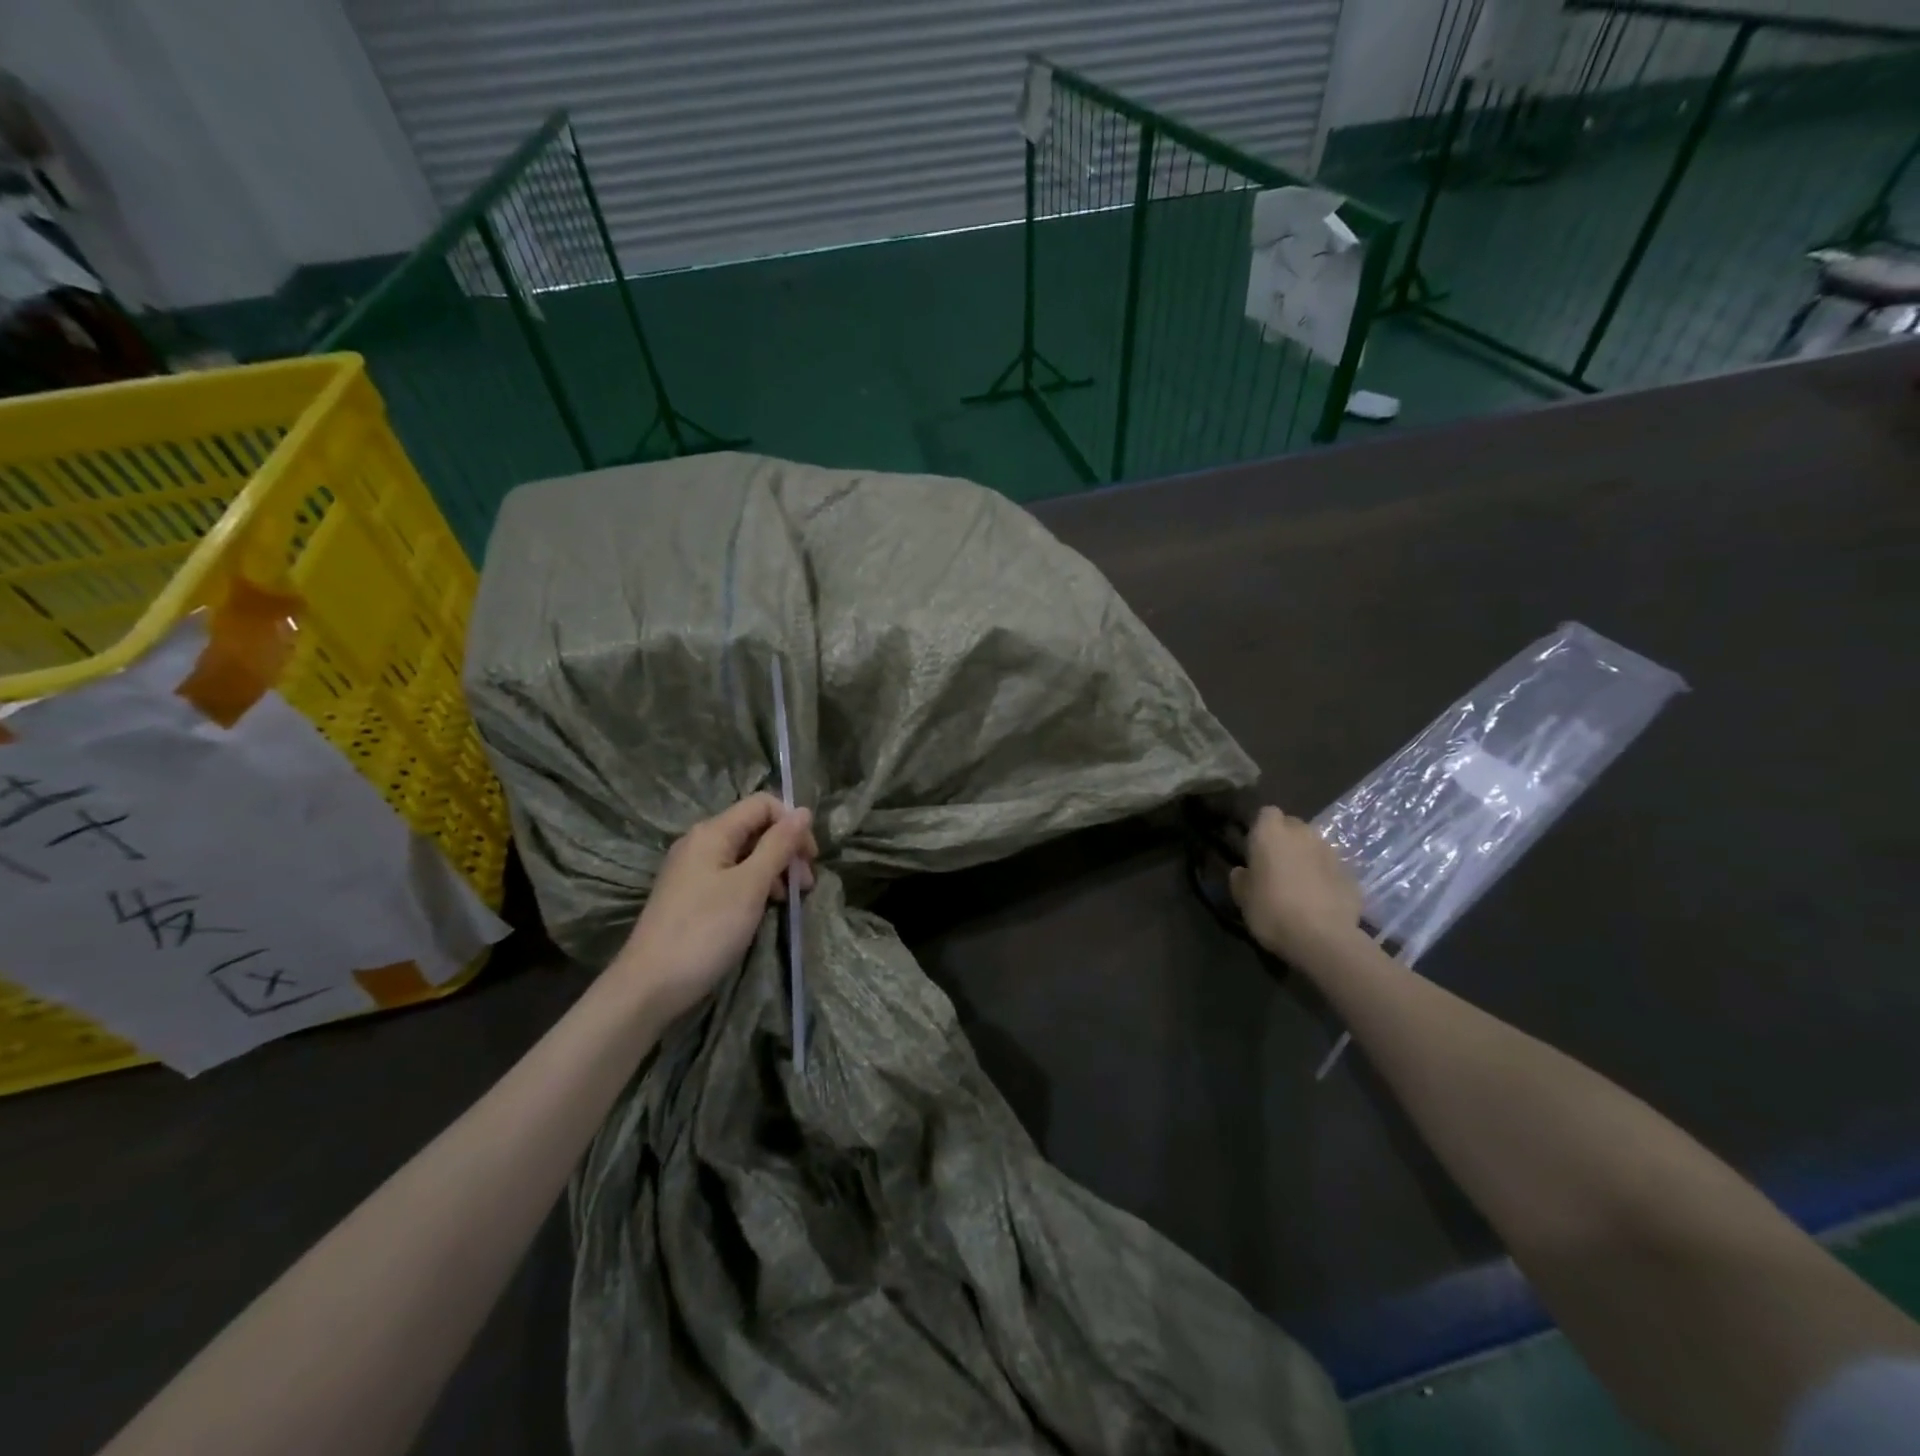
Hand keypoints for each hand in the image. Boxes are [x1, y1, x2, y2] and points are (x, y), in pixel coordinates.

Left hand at [612, 794, 817, 1023]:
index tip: (809, 858)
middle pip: (755, 828)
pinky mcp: (690, 894)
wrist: (649, 986)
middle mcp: (700, 842)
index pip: (762, 804)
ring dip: (774, 869)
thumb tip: (803, 811)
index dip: (791, 823)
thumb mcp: (750, 885)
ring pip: (745, 854)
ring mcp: (692, 869)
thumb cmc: (705, 930)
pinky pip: (731, 875)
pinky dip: (754, 885)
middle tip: (805, 885)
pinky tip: (764, 908)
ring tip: (790, 900)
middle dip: (786, 849)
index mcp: (712, 832)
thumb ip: (778, 846)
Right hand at [1229, 807, 1363, 962]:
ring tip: (1300, 885)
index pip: (1266, 813)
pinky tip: (1320, 900)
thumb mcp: (1243, 898)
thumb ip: (1240, 879)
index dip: (1262, 828)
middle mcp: (1302, 834)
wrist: (1323, 938)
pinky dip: (1326, 878)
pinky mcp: (1351, 873)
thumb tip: (1243, 872)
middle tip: (1277, 866)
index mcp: (1270, 833)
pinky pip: (1332, 868)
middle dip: (1286, 840)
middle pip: (1293, 826)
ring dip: (1307, 858)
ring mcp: (1330, 852)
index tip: (1256, 849)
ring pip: (1314, 846)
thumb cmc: (1272, 911)